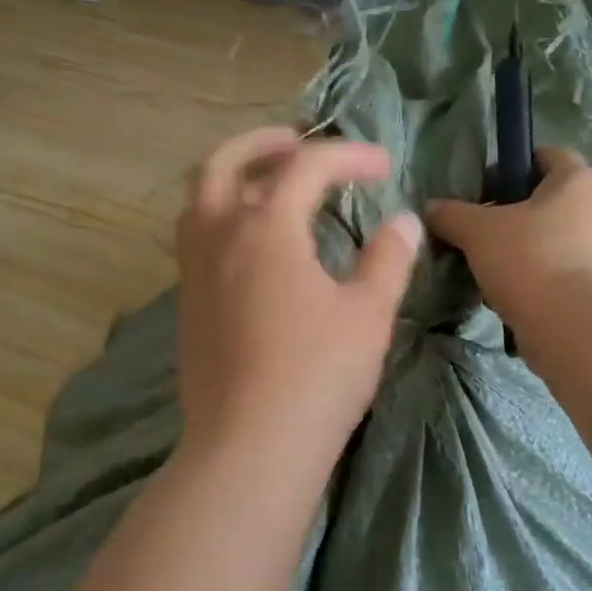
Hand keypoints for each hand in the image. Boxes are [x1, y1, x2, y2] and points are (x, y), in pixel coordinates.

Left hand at [176, 127, 420, 466]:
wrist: (249, 447)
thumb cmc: (317, 376)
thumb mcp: (367, 315)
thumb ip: (387, 260)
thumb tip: (404, 222)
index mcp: (264, 228)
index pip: (305, 167)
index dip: (348, 157)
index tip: (383, 168)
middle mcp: (218, 237)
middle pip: (223, 163)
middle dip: (262, 144)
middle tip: (298, 145)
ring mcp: (194, 273)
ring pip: (199, 200)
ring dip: (232, 178)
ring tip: (270, 188)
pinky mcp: (187, 307)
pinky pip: (196, 239)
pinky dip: (222, 219)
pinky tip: (254, 249)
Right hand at [426, 147, 591, 328]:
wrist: (575, 327)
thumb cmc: (530, 259)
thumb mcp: (477, 232)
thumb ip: (451, 215)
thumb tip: (430, 208)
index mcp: (579, 179)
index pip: (543, 156)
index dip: (507, 168)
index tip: (479, 193)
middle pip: (546, 200)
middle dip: (510, 215)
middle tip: (477, 234)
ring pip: (551, 238)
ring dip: (519, 250)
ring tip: (487, 270)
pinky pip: (559, 270)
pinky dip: (534, 278)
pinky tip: (507, 295)